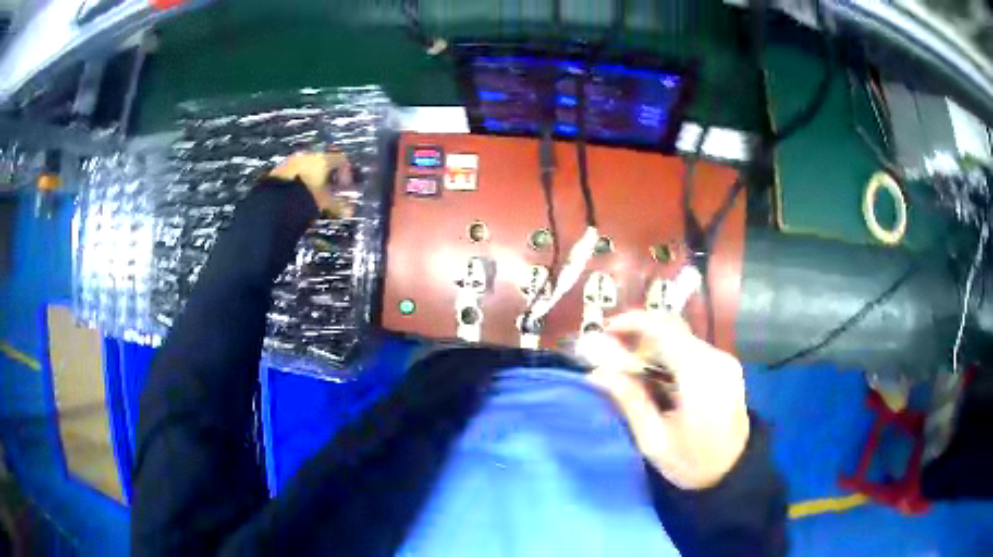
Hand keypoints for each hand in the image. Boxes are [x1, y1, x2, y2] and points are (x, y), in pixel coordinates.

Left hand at [268, 151, 353, 217]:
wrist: (276, 202)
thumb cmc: (306, 198)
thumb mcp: (326, 203)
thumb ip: (339, 205)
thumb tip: (350, 211)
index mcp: (322, 159)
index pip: (341, 159)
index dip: (347, 173)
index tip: (345, 187)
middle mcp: (308, 155)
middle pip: (324, 162)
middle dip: (328, 176)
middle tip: (330, 191)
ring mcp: (291, 161)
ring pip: (308, 166)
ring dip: (313, 178)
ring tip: (313, 194)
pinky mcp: (279, 170)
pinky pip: (295, 172)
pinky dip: (300, 181)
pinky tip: (298, 195)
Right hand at [587, 311, 749, 489]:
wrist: (732, 473)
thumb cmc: (691, 462)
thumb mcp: (653, 439)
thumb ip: (629, 400)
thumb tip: (598, 371)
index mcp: (699, 374)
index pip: (663, 329)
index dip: (632, 322)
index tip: (604, 332)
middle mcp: (716, 358)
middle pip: (673, 327)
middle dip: (639, 332)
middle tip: (612, 351)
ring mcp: (724, 360)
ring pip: (682, 336)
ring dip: (653, 343)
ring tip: (630, 366)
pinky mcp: (726, 366)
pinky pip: (692, 348)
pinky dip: (668, 352)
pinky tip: (655, 374)